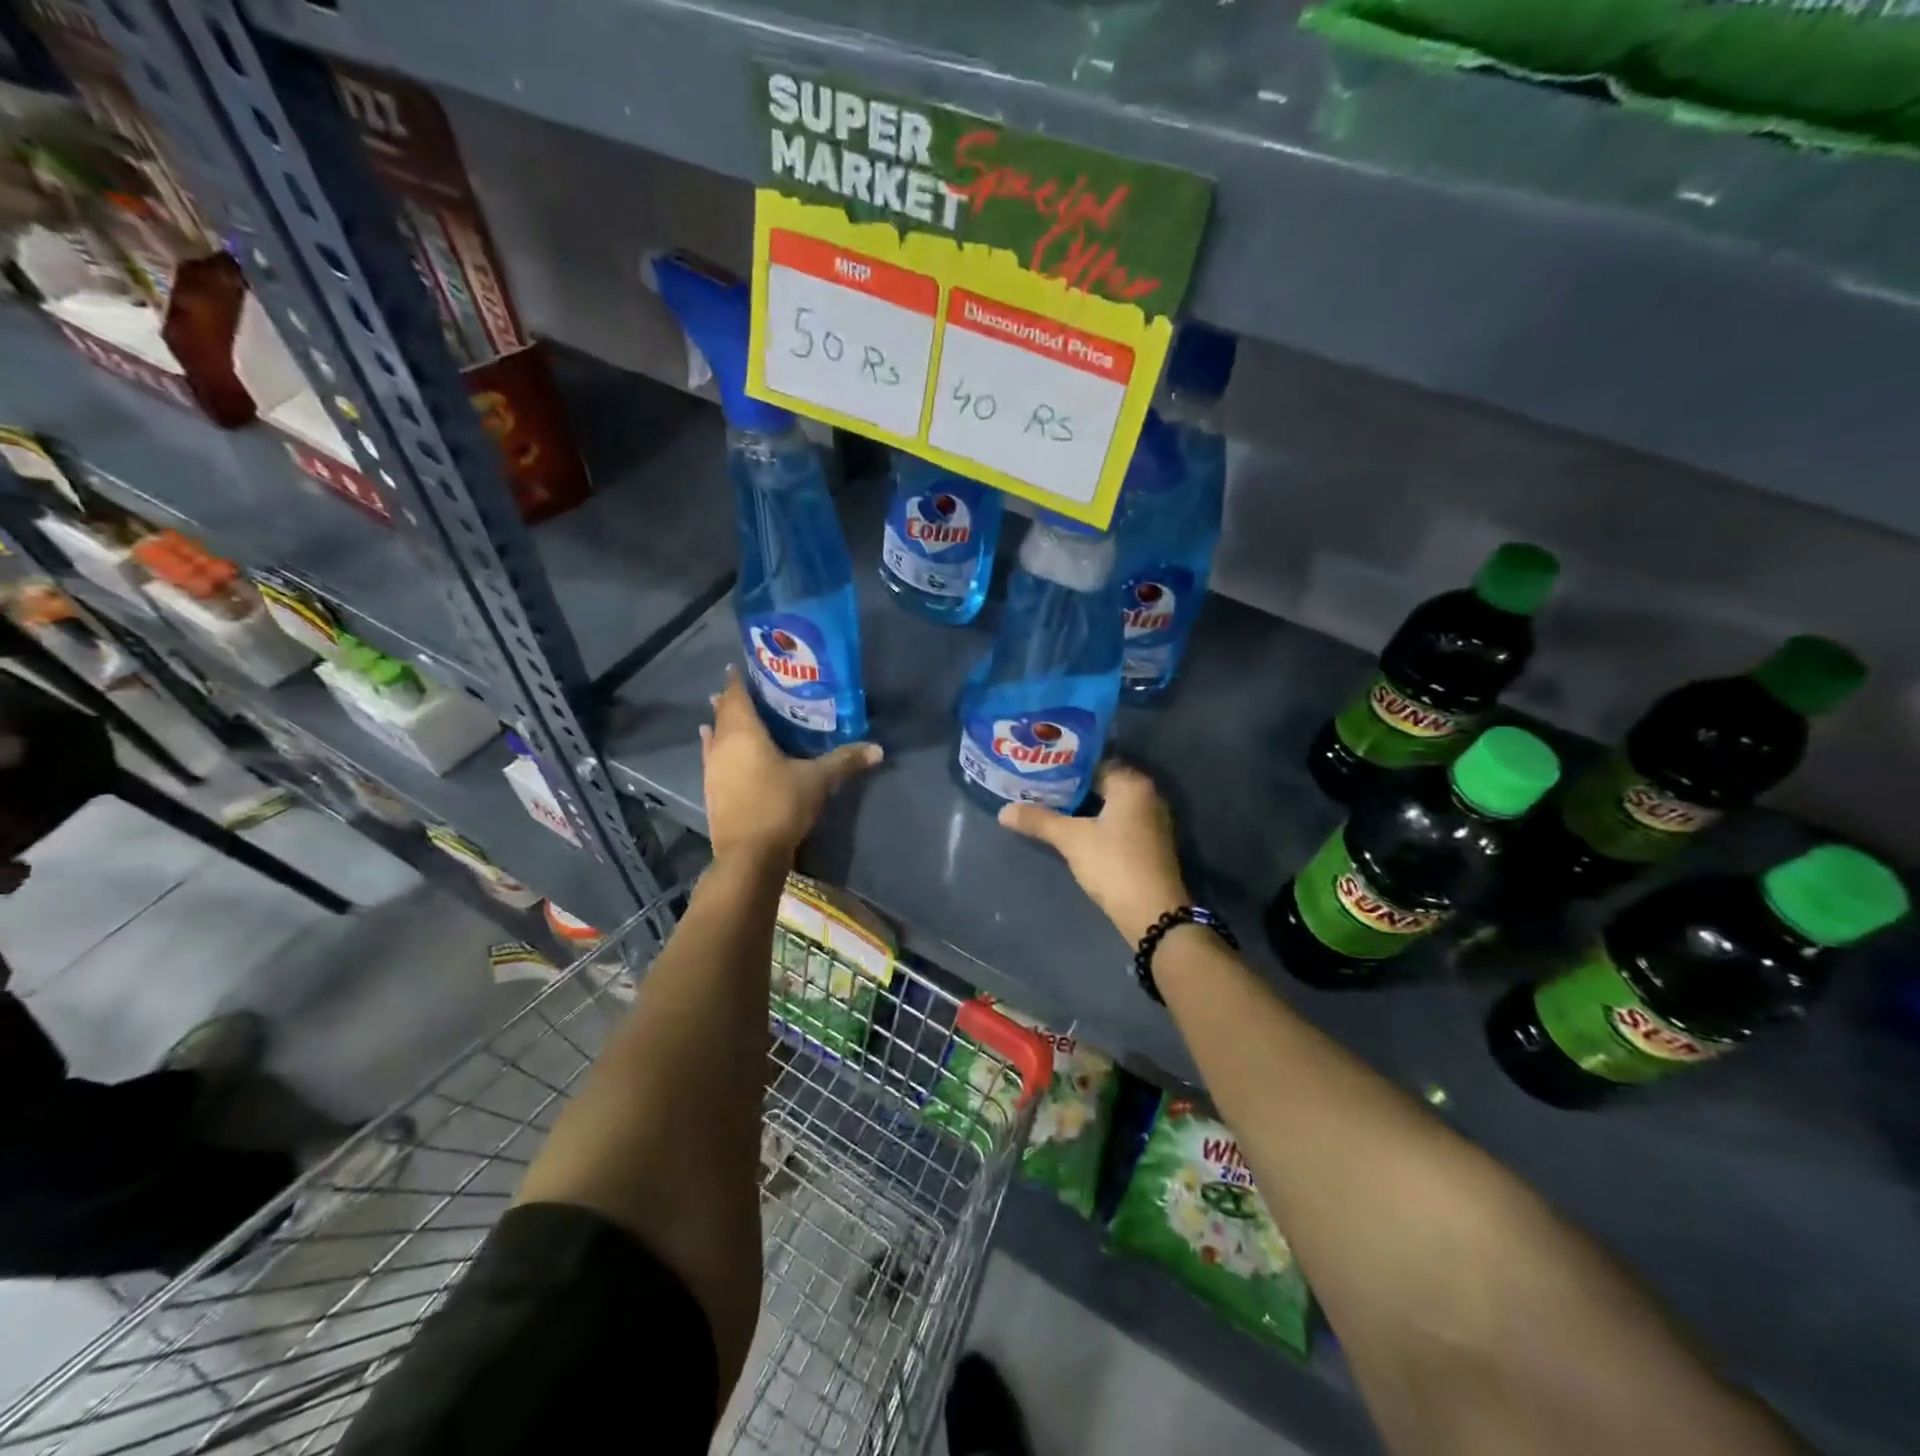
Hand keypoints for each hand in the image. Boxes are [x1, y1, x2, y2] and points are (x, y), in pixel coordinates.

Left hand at [700, 667, 881, 862]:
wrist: (749, 855)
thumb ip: (845, 761)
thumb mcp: (818, 781)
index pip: (737, 696)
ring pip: (714, 736)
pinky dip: (717, 748)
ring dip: (720, 724)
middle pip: (722, 714)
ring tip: (727, 715)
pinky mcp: (712, 791)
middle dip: (730, 700)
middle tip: (745, 690)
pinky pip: (713, 758)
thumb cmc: (781, 805)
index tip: (740, 666)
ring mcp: (713, 769)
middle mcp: (723, 745)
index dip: (737, 680)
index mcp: (744, 733)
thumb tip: (878, 749)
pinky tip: (719, 751)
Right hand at [998, 761, 1190, 945]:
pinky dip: (1097, 822)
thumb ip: (1038, 821)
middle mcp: (1147, 796)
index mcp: (1132, 784)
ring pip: (1110, 805)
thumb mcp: (1071, 839)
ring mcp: (1151, 821)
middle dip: (1071, 787)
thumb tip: (1003, 811)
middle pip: (1102, 783)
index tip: (1039, 768)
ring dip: (1084, 806)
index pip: (1094, 762)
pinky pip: (1118, 822)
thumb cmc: (1113, 864)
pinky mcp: (1149, 844)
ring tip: (1049, 806)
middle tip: (1038, 786)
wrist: (1152, 913)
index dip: (1065, 766)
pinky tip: (1074, 829)